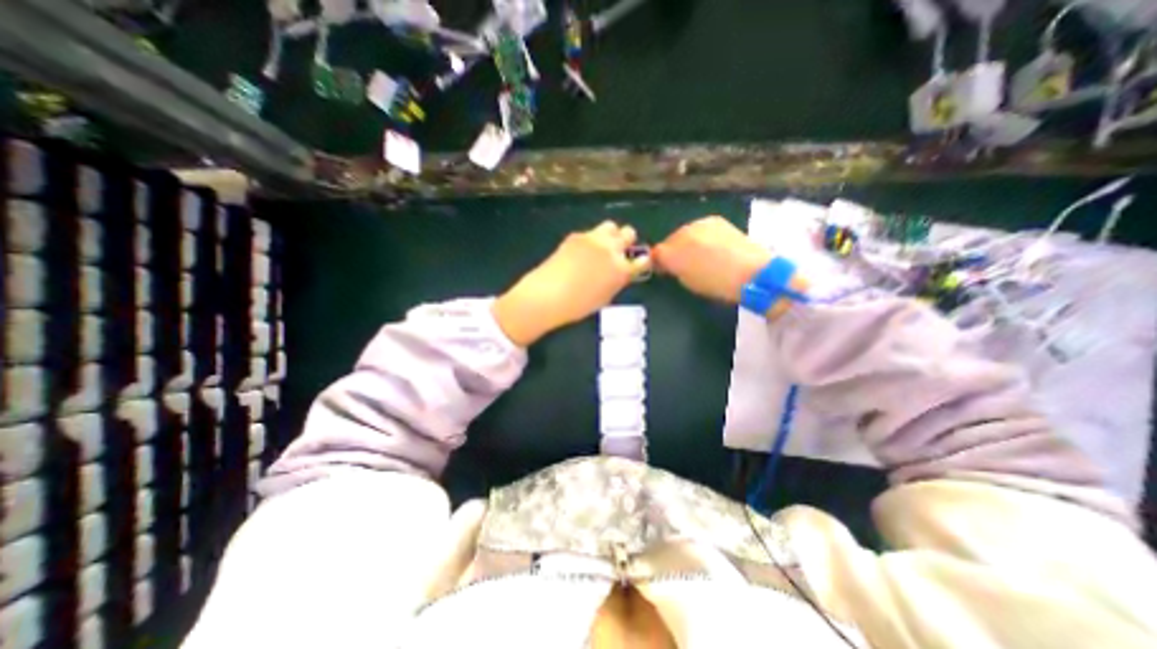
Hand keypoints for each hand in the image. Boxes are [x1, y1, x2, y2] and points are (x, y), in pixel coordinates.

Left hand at [490, 222, 650, 346]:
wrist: (547, 295)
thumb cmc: (578, 306)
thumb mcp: (605, 297)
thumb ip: (617, 281)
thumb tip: (621, 272)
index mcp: (621, 269)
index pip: (642, 258)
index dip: (641, 261)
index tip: (636, 264)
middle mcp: (611, 249)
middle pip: (629, 233)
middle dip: (626, 242)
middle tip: (618, 253)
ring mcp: (593, 239)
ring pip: (611, 226)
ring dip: (611, 235)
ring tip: (601, 247)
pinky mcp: (576, 235)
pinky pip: (591, 232)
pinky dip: (591, 240)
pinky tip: (581, 252)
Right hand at [650, 216, 805, 316]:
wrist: (753, 272)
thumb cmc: (717, 284)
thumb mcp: (688, 282)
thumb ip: (673, 269)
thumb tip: (666, 263)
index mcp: (674, 251)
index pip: (658, 252)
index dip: (659, 262)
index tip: (665, 271)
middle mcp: (683, 232)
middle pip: (670, 240)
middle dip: (673, 250)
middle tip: (682, 264)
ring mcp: (700, 224)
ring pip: (685, 233)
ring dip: (687, 243)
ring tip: (700, 256)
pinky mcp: (716, 220)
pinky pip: (700, 229)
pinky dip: (701, 237)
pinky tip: (712, 248)